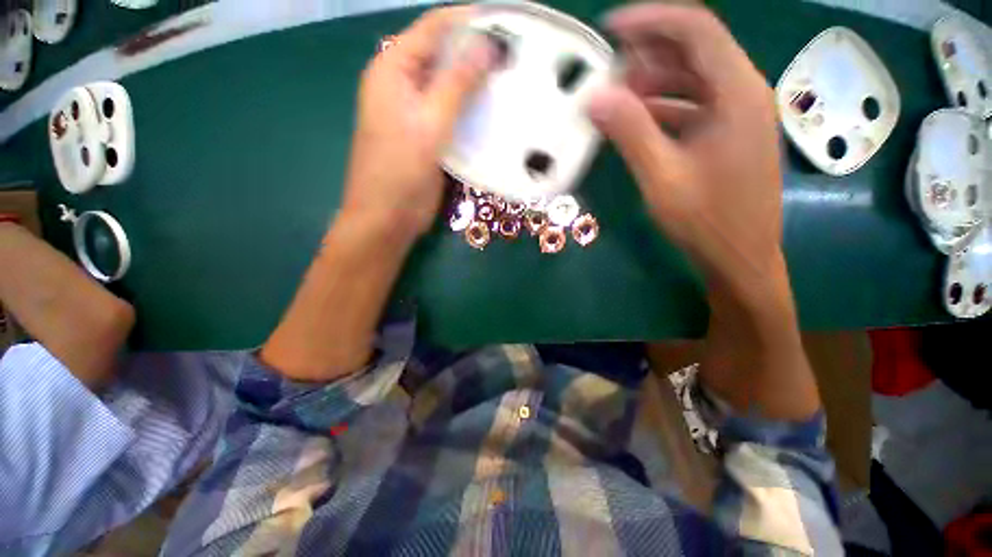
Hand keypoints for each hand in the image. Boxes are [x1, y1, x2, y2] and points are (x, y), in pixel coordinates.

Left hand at [341, 7, 495, 239]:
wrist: (388, 218)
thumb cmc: (400, 171)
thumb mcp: (428, 123)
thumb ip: (456, 84)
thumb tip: (487, 45)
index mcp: (393, 69)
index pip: (433, 28)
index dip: (468, 21)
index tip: (506, 25)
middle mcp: (404, 85)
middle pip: (442, 56)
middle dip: (476, 53)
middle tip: (515, 57)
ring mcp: (417, 113)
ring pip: (450, 87)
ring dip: (477, 84)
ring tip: (512, 81)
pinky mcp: (429, 136)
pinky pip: (453, 114)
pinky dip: (472, 111)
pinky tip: (495, 113)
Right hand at [588, 4, 782, 293]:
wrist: (739, 256)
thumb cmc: (705, 220)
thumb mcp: (661, 177)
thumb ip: (631, 132)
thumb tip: (595, 96)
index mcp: (737, 93)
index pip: (695, 29)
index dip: (651, 20)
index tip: (609, 29)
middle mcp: (744, 92)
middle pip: (695, 51)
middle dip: (648, 55)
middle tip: (607, 72)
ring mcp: (739, 114)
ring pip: (693, 79)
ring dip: (653, 83)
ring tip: (615, 99)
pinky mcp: (729, 134)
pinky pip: (694, 105)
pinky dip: (664, 107)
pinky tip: (637, 122)